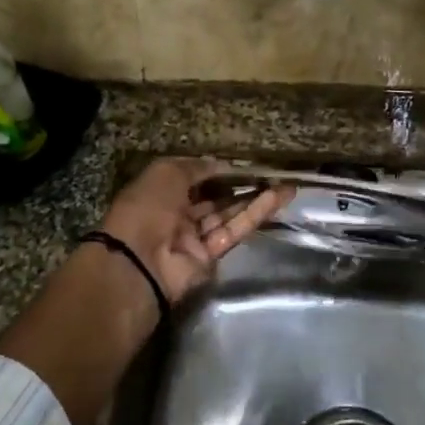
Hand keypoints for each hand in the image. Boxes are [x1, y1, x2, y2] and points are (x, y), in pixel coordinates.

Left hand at [100, 157, 291, 305]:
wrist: (139, 261)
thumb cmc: (147, 207)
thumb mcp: (167, 173)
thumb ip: (196, 167)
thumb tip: (220, 163)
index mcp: (159, 192)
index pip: (192, 178)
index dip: (216, 170)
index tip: (242, 162)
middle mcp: (176, 214)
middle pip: (213, 198)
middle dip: (240, 185)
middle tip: (270, 173)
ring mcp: (193, 237)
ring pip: (227, 214)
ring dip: (254, 199)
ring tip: (284, 185)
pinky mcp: (209, 256)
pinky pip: (233, 231)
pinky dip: (254, 215)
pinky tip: (276, 198)